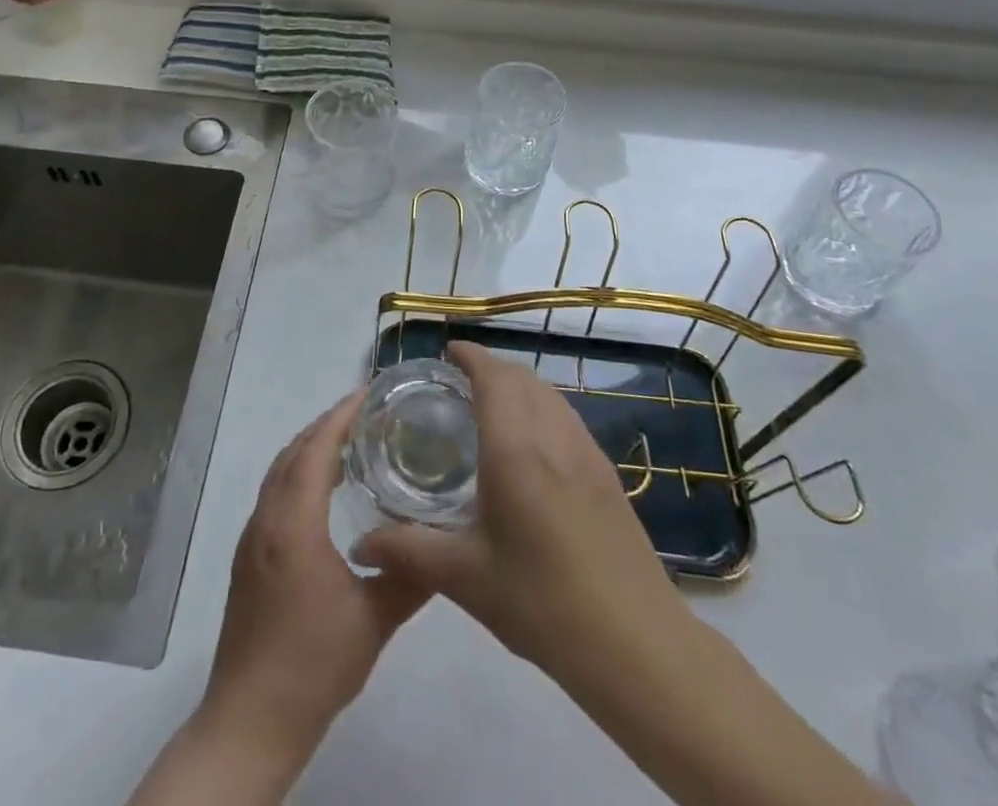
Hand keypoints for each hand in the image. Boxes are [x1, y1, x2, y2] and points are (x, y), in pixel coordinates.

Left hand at [200, 391, 430, 769]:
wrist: (250, 720)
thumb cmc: (313, 665)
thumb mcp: (374, 621)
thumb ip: (410, 576)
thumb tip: (444, 543)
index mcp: (293, 523)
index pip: (315, 449)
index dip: (340, 416)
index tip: (368, 392)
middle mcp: (267, 519)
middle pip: (294, 452)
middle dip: (327, 424)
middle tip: (368, 412)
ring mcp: (252, 538)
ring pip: (279, 471)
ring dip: (310, 447)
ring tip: (350, 442)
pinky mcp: (248, 557)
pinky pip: (274, 492)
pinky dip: (298, 472)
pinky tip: (323, 492)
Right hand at [355, 341, 682, 688]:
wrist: (636, 644)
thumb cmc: (542, 604)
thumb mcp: (465, 578)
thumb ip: (408, 550)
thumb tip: (360, 543)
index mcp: (516, 448)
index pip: (493, 376)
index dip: (470, 355)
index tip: (446, 353)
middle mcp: (553, 436)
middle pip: (522, 377)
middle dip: (490, 367)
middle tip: (458, 383)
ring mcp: (586, 452)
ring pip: (549, 394)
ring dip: (519, 385)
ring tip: (490, 407)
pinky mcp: (607, 474)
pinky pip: (567, 417)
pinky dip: (542, 407)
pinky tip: (531, 445)